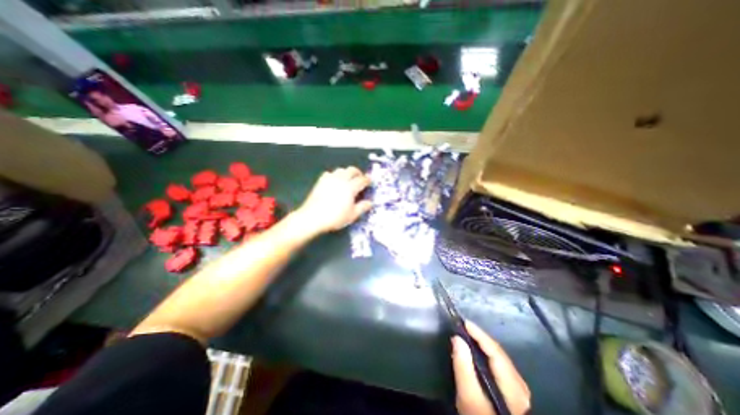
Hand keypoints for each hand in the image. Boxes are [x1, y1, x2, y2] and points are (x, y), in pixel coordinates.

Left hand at [295, 166, 372, 234]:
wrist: (313, 217)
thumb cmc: (335, 217)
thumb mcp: (352, 215)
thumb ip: (362, 207)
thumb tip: (370, 203)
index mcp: (350, 187)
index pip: (362, 180)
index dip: (368, 180)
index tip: (370, 182)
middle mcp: (341, 180)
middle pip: (352, 170)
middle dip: (358, 173)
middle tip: (361, 179)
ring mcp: (330, 179)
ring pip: (341, 169)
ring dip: (347, 172)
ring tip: (348, 179)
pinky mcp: (321, 181)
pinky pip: (330, 173)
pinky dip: (335, 175)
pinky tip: (335, 181)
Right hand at [450, 321, 531, 414]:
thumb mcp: (468, 395)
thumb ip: (463, 366)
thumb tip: (457, 338)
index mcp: (513, 385)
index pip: (495, 350)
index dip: (479, 334)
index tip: (463, 322)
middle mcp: (519, 384)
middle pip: (497, 351)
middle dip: (479, 337)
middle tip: (461, 327)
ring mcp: (518, 387)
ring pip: (497, 356)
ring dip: (481, 343)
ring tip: (466, 334)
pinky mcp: (512, 390)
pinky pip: (497, 363)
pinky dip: (484, 353)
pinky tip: (474, 350)